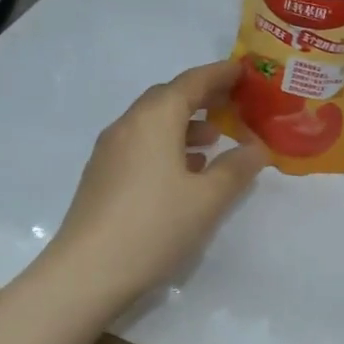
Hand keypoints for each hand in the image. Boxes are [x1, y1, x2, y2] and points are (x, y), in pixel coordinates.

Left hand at [44, 61, 267, 307]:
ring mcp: (110, 150)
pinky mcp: (102, 175)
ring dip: (185, 123)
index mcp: (154, 119)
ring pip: (153, 122)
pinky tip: (184, 170)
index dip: (220, 74)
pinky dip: (167, 144)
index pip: (191, 82)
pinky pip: (141, 144)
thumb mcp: (208, 199)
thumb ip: (236, 168)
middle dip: (202, 97)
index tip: (244, 71)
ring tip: (215, 139)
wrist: (87, 272)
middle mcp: (128, 124)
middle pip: (169, 98)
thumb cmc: (154, 226)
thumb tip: (257, 148)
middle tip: (234, 103)